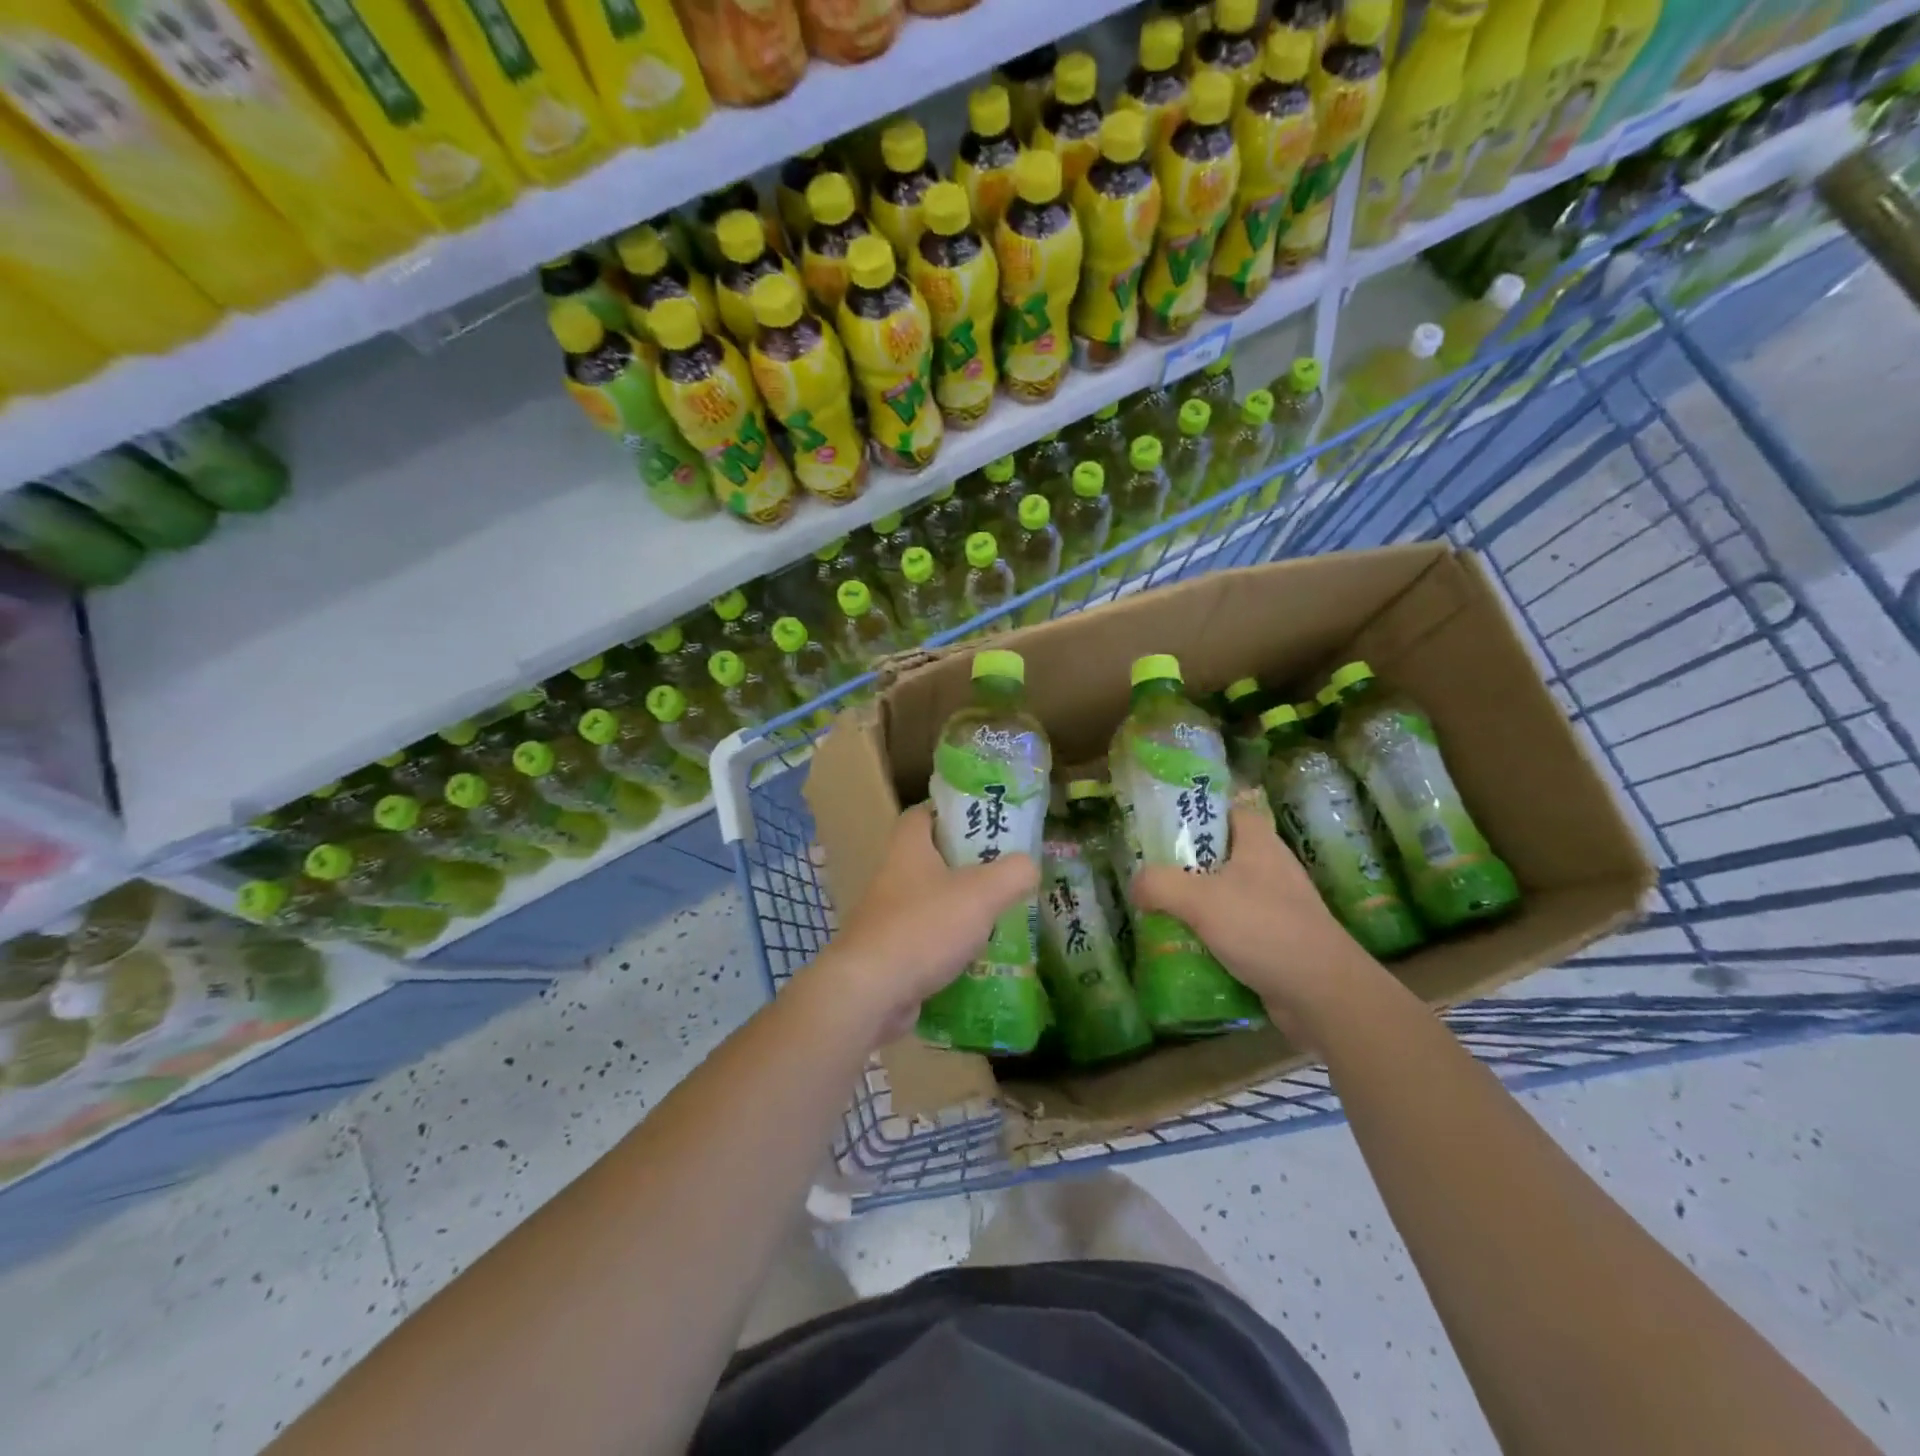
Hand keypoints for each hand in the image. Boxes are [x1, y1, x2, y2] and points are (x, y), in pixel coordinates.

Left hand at [816, 803, 1038, 1039]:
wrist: (871, 994)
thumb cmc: (925, 928)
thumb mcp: (982, 893)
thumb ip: (1013, 873)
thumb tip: (1029, 866)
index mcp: (908, 848)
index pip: (925, 813)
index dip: (953, 812)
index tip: (985, 822)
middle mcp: (893, 876)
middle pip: (932, 859)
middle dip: (967, 865)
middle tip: (1005, 872)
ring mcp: (887, 918)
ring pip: (931, 902)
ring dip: (961, 908)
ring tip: (1001, 916)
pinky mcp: (889, 955)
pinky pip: (926, 941)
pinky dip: (950, 946)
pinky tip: (978, 959)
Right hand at [1129, 802, 1377, 1032]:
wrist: (1323, 993)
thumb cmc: (1263, 928)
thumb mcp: (1199, 899)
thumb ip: (1159, 884)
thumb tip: (1135, 886)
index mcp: (1259, 844)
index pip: (1229, 811)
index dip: (1199, 812)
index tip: (1165, 826)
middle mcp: (1271, 869)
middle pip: (1222, 854)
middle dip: (1187, 864)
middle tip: (1151, 873)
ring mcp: (1278, 907)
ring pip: (1227, 894)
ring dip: (1197, 904)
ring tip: (1161, 912)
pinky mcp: (1279, 941)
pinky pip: (1237, 929)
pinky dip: (1214, 936)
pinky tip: (1188, 948)